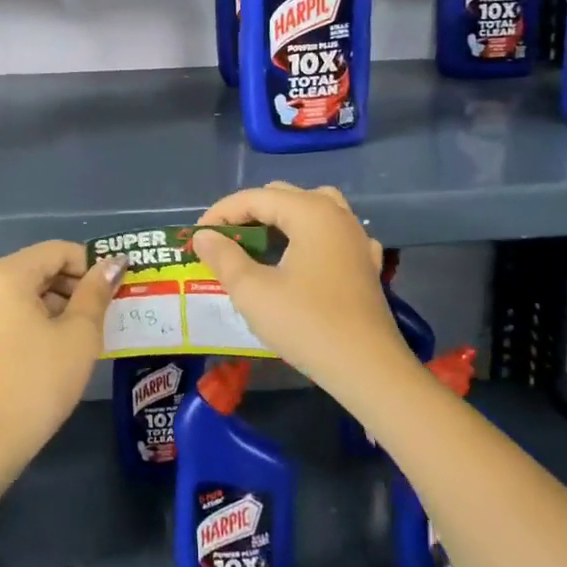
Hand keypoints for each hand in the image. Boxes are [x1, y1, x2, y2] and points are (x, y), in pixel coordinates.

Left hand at [0, 240, 124, 477]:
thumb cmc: (39, 380)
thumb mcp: (79, 334)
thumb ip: (96, 292)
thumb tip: (113, 264)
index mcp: (6, 274)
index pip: (57, 251)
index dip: (90, 264)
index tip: (115, 289)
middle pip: (38, 268)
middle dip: (74, 285)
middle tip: (105, 312)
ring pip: (23, 293)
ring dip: (56, 304)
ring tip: (84, 333)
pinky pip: (8, 314)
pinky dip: (34, 320)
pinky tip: (55, 349)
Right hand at [191, 183, 405, 397]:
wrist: (368, 369)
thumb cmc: (307, 324)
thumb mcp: (252, 291)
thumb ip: (223, 257)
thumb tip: (203, 236)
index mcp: (309, 212)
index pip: (255, 198)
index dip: (221, 213)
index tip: (198, 237)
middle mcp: (336, 214)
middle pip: (283, 197)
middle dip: (249, 213)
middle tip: (224, 240)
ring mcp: (356, 238)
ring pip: (313, 208)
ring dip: (282, 218)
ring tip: (262, 241)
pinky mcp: (367, 264)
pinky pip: (334, 233)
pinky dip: (312, 236)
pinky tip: (305, 256)